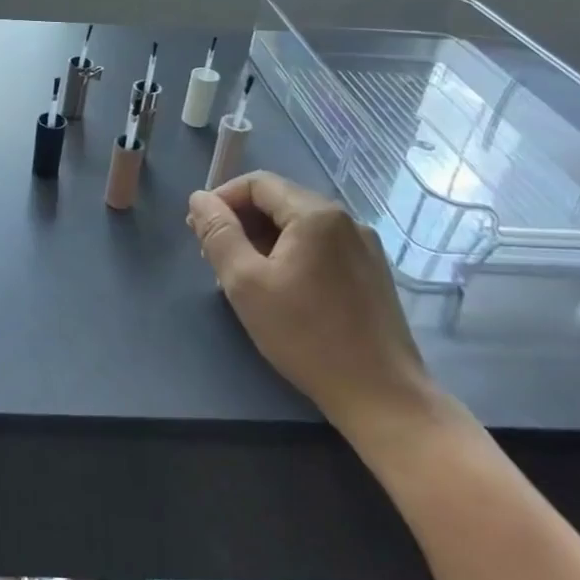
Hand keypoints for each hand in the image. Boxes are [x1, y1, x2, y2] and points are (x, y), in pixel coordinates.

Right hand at [187, 172, 435, 437]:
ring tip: (242, 276)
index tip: (198, 231)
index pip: (257, 184)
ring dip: (263, 240)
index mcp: (316, 214)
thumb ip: (218, 233)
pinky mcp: (371, 272)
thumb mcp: (245, 283)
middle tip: (213, 257)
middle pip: (279, 202)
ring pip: (299, 226)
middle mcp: (345, 219)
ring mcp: (364, 246)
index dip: (221, 200)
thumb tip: (199, 199)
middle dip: (240, 222)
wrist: (381, 395)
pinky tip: (279, 289)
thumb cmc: (305, 335)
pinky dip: (290, 255)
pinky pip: (320, 247)